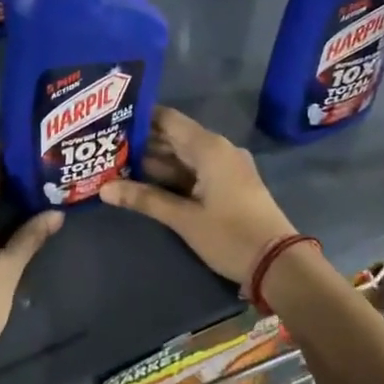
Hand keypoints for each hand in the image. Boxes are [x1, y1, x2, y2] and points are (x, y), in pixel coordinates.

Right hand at [101, 107, 297, 286]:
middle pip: (173, 137)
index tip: (110, 121)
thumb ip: (144, 199)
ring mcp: (225, 167)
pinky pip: (194, 171)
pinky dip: (172, 175)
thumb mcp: (184, 218)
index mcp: (209, 147)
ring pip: (182, 156)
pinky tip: (145, 182)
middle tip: (106, 146)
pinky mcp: (228, 185)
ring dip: (154, 162)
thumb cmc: (231, 235)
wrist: (279, 264)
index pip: (168, 119)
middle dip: (141, 143)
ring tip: (117, 163)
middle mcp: (217, 149)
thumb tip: (104, 189)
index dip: (139, 118)